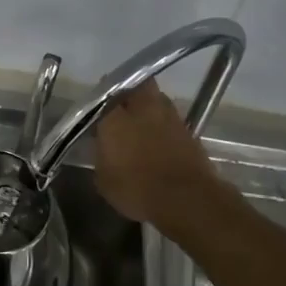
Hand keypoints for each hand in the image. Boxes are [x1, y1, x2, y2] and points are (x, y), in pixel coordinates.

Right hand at [94, 80, 225, 231]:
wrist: (187, 200)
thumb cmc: (137, 190)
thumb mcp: (104, 179)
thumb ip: (101, 155)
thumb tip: (104, 148)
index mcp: (115, 117)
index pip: (104, 96)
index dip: (100, 103)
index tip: (97, 112)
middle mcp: (142, 108)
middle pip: (136, 86)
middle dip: (129, 92)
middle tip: (121, 108)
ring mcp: (169, 116)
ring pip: (156, 99)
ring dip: (149, 107)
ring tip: (142, 124)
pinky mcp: (189, 130)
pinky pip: (171, 119)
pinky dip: (164, 126)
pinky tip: (159, 141)